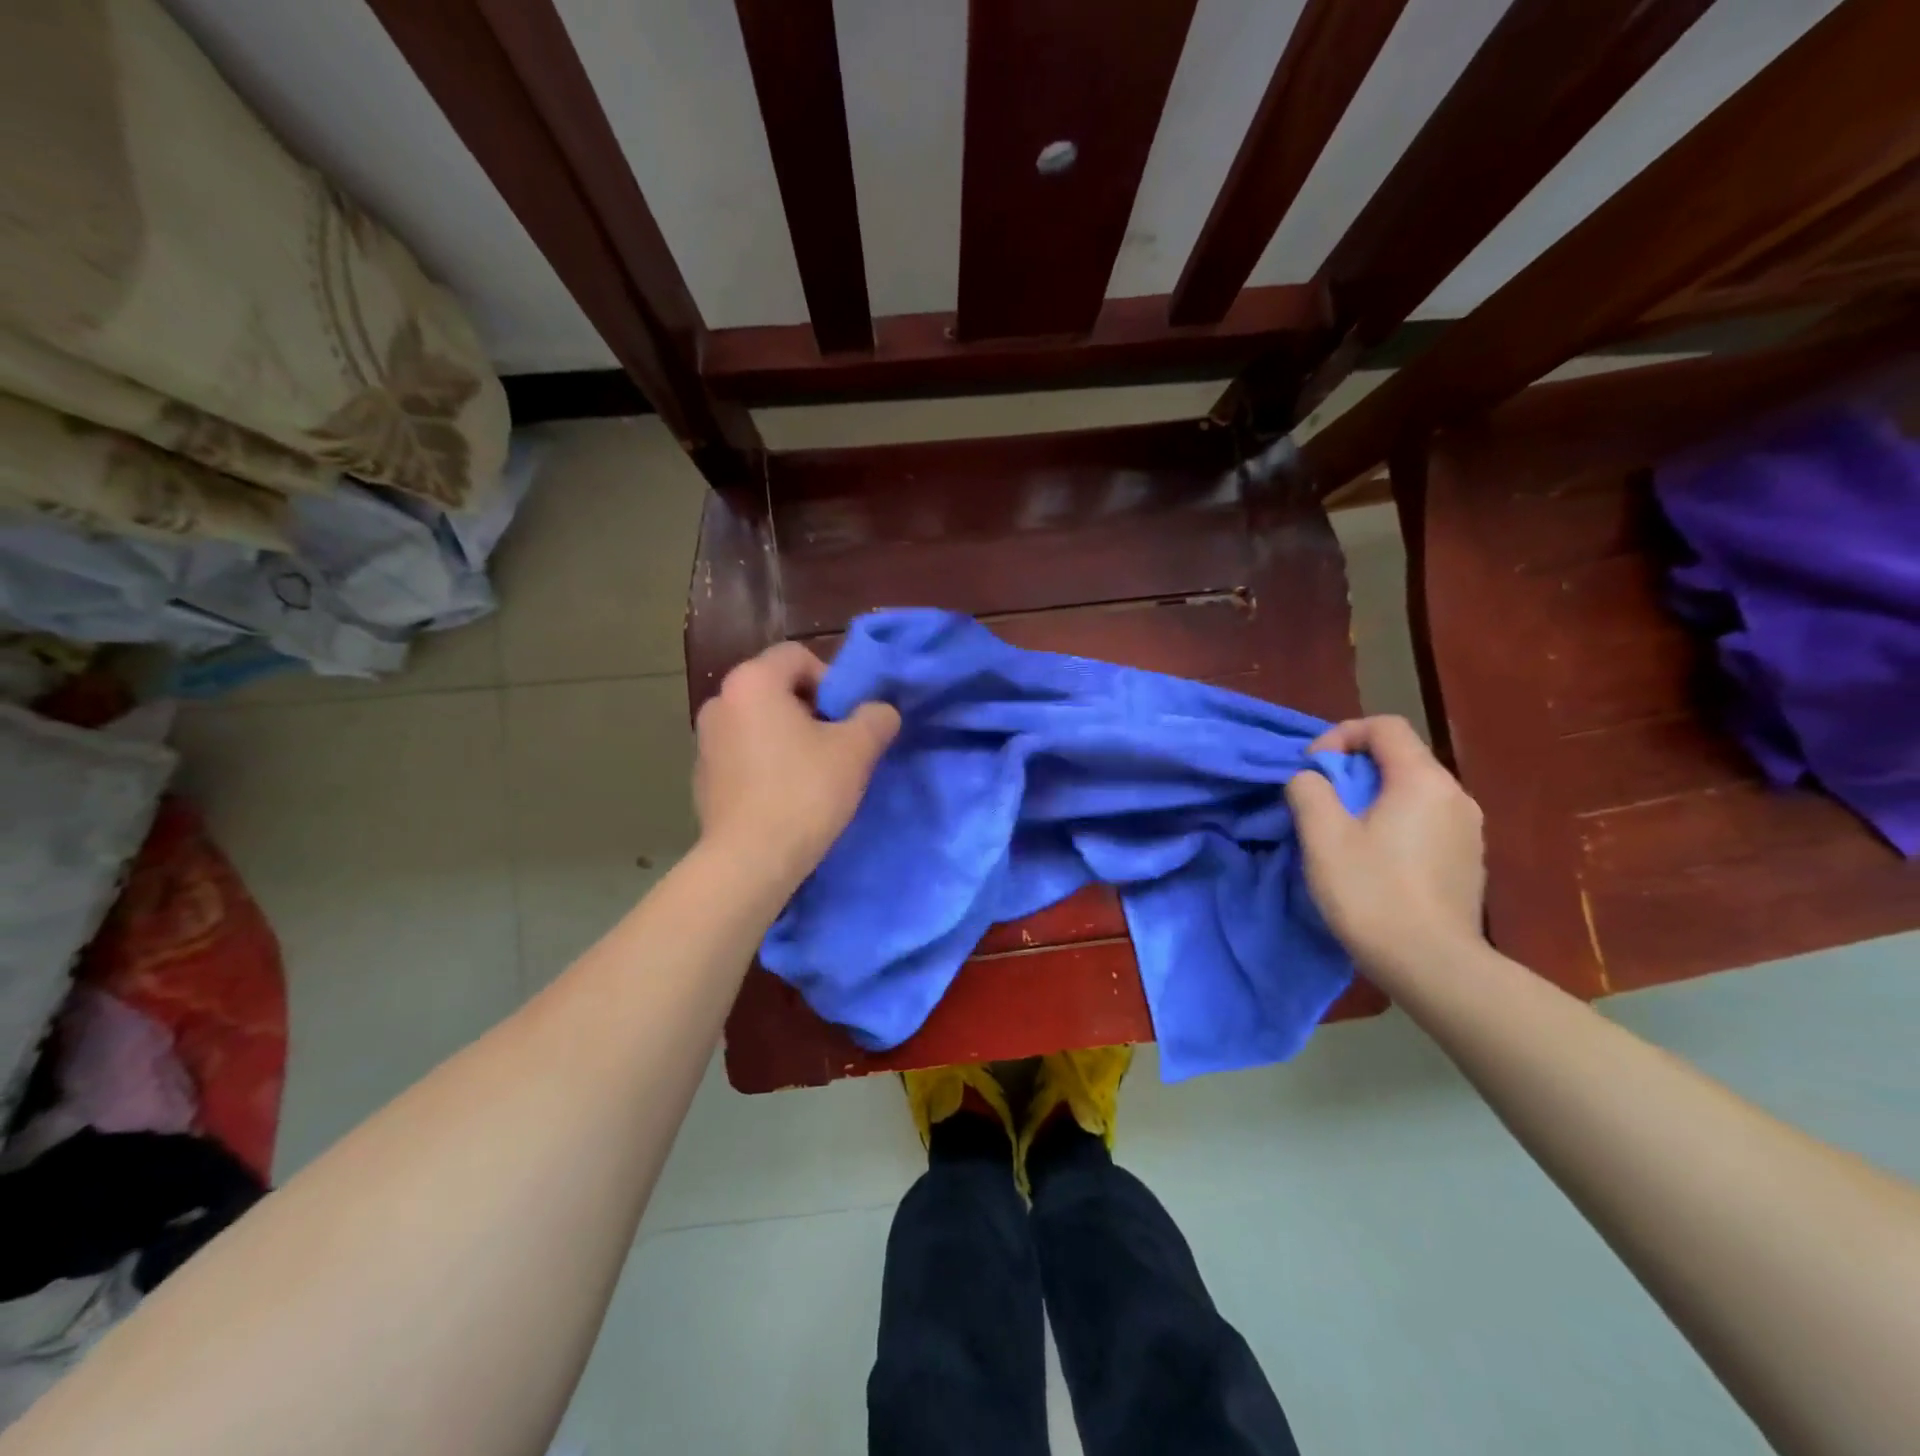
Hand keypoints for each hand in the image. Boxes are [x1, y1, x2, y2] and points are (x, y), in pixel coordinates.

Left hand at [694, 642, 900, 889]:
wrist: (750, 861)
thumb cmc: (804, 793)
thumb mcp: (857, 750)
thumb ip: (875, 717)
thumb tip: (880, 711)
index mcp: (752, 682)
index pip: (798, 656)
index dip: (831, 681)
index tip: (846, 719)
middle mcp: (720, 701)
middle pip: (777, 688)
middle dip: (811, 710)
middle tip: (837, 746)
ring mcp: (705, 741)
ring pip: (760, 723)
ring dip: (788, 737)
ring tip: (813, 774)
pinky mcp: (702, 777)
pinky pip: (743, 754)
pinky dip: (766, 763)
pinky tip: (784, 796)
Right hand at [1285, 715, 1486, 975]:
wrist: (1432, 965)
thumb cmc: (1372, 893)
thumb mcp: (1322, 836)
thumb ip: (1309, 790)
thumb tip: (1312, 779)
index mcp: (1423, 780)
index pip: (1384, 727)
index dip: (1341, 735)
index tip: (1313, 768)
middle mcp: (1455, 796)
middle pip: (1399, 758)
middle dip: (1353, 770)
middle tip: (1320, 802)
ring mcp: (1468, 830)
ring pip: (1412, 792)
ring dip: (1372, 798)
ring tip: (1342, 833)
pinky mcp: (1468, 861)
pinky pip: (1425, 821)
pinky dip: (1394, 823)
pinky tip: (1374, 861)